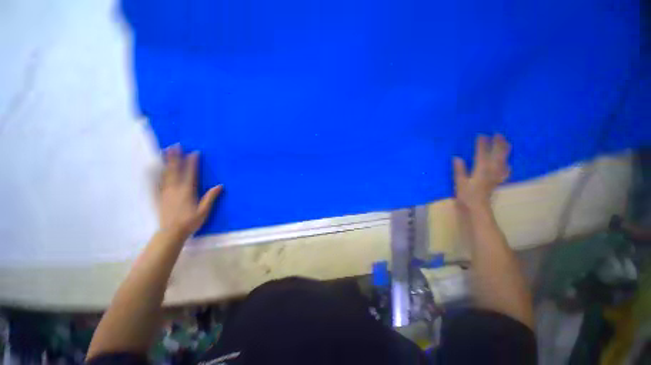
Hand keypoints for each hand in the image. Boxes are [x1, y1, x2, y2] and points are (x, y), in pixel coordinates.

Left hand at [158, 145, 221, 237]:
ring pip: (165, 174)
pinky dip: (154, 174)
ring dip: (166, 162)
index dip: (192, 163)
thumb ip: (210, 197)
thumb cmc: (190, 222)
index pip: (190, 174)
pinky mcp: (159, 197)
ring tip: (165, 151)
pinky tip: (151, 168)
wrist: (171, 233)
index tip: (194, 153)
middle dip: (176, 157)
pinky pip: (155, 183)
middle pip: (175, 170)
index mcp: (187, 192)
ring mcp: (165, 192)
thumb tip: (220, 186)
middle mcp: (175, 189)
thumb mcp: (204, 211)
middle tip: (175, 145)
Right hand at [453, 134, 510, 212]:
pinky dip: (506, 164)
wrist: (478, 208)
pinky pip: (505, 170)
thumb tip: (457, 157)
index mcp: (481, 170)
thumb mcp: (459, 182)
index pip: (482, 154)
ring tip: (506, 143)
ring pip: (503, 160)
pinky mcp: (497, 181)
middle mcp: (491, 171)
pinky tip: (507, 163)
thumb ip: (459, 170)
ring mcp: (496, 176)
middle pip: (497, 155)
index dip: (482, 144)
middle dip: (498, 144)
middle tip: (498, 134)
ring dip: (505, 151)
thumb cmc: (467, 195)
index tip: (481, 135)